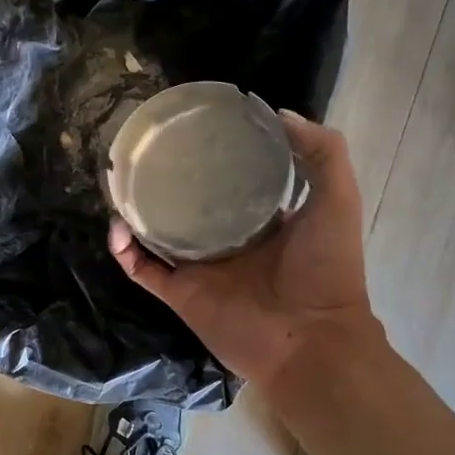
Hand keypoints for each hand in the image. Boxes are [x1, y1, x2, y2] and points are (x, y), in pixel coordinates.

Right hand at [109, 112, 379, 388]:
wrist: (310, 341)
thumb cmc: (326, 270)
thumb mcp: (337, 200)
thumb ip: (323, 153)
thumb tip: (278, 113)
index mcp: (262, 220)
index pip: (232, 181)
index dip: (216, 156)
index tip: (195, 129)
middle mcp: (226, 240)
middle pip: (189, 204)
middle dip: (168, 180)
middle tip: (147, 151)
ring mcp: (200, 267)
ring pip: (157, 234)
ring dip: (137, 211)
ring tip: (121, 181)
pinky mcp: (179, 292)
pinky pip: (142, 268)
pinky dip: (125, 250)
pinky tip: (117, 225)